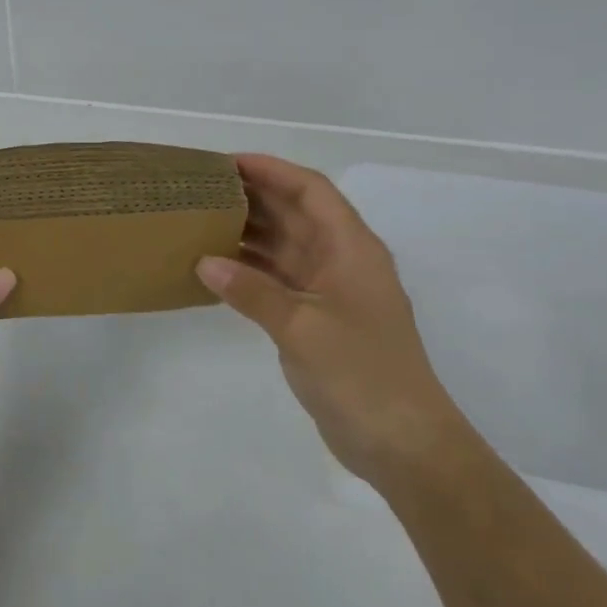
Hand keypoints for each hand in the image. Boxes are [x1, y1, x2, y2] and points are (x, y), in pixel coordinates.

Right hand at [198, 154, 468, 478]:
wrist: (404, 444)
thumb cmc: (362, 374)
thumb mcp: (302, 327)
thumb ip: (252, 291)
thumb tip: (205, 262)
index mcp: (352, 248)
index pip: (311, 191)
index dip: (272, 170)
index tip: (228, 162)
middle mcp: (342, 261)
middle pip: (296, 214)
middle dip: (254, 196)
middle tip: (203, 188)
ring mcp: (330, 292)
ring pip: (285, 247)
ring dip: (249, 233)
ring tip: (202, 220)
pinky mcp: (317, 320)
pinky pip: (278, 280)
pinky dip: (250, 270)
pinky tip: (216, 268)